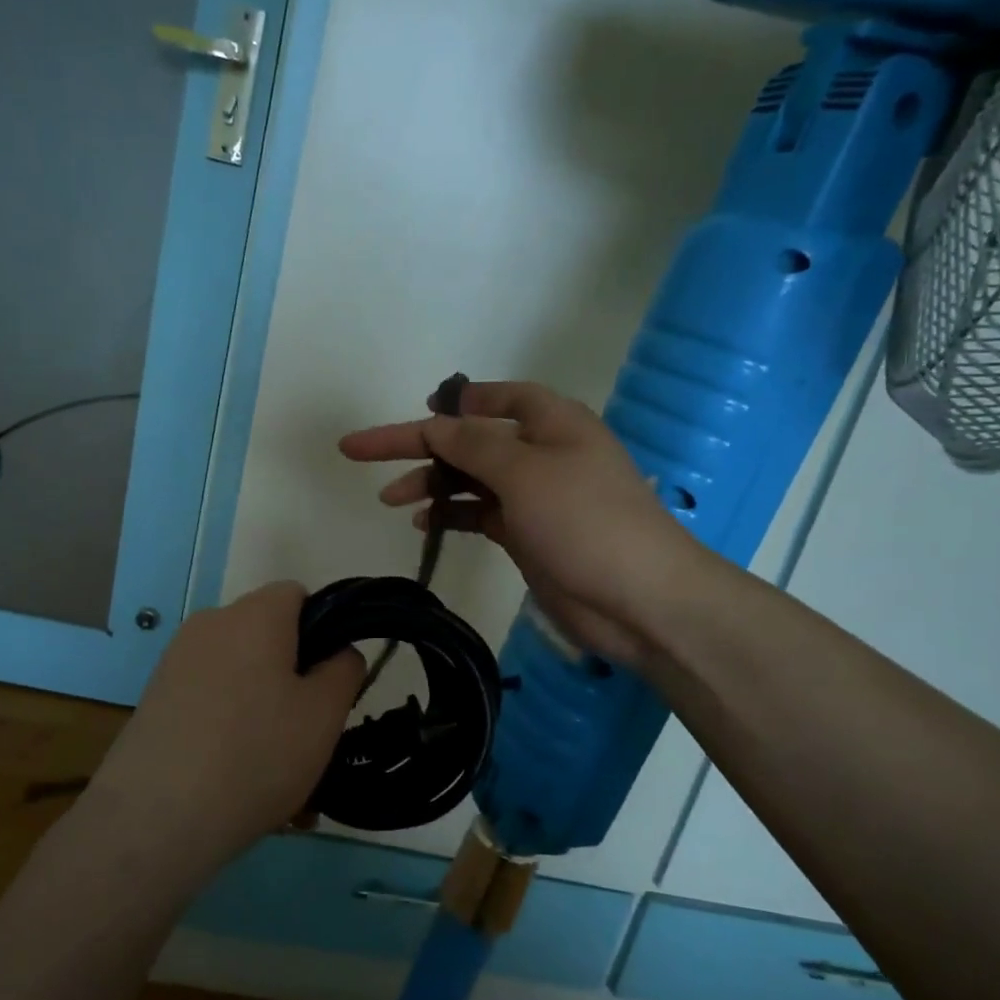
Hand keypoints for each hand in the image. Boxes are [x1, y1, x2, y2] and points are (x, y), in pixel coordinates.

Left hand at [89, 582, 362, 878]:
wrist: (154, 819)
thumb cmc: (256, 754)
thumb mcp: (324, 715)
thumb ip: (344, 670)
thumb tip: (338, 651)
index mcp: (254, 615)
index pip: (297, 595)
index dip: (322, 630)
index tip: (327, 682)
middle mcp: (210, 624)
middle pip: (267, 635)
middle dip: (292, 675)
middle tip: (307, 731)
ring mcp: (176, 661)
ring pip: (239, 674)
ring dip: (263, 707)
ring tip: (275, 771)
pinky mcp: (155, 698)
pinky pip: (210, 699)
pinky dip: (229, 725)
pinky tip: (237, 779)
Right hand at [339, 381, 702, 668]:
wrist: (639, 599)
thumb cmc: (585, 521)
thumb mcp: (524, 472)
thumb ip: (473, 445)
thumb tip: (435, 422)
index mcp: (551, 423)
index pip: (494, 399)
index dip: (453, 402)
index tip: (416, 410)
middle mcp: (542, 453)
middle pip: (470, 441)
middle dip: (419, 446)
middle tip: (361, 452)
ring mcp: (535, 497)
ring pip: (470, 480)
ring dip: (430, 484)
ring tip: (388, 498)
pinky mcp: (527, 535)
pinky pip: (479, 514)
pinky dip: (450, 515)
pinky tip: (420, 523)